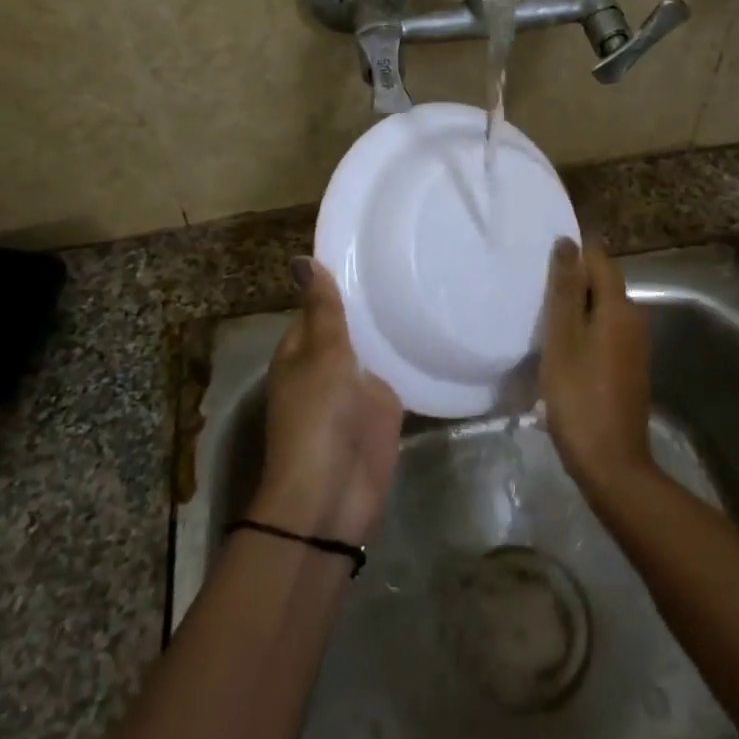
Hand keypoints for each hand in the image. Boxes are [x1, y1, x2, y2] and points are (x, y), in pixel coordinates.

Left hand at [251, 257, 403, 546]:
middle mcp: (327, 365)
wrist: (334, 491)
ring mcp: (356, 388)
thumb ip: (323, 308)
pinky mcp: (383, 409)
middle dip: (373, 302)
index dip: (340, 280)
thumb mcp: (321, 354)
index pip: (319, 305)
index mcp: (301, 349)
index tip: (373, 246)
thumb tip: (303, 259)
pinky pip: (398, 373)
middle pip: (350, 326)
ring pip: (375, 348)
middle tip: (411, 255)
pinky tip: (436, 327)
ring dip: (393, 327)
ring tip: (429, 281)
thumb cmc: (318, 416)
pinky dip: (411, 356)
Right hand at [539, 238, 655, 502]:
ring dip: (577, 307)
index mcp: (619, 308)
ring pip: (604, 309)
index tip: (542, 256)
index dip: (574, 252)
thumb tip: (568, 242)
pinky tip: (561, 345)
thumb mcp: (562, 339)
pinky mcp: (630, 367)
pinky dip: (585, 329)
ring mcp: (635, 345)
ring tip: (542, 314)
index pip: (600, 259)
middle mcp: (635, 319)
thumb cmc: (579, 397)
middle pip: (603, 283)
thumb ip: (564, 290)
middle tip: (535, 287)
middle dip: (573, 280)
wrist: (611, 463)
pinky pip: (606, 332)